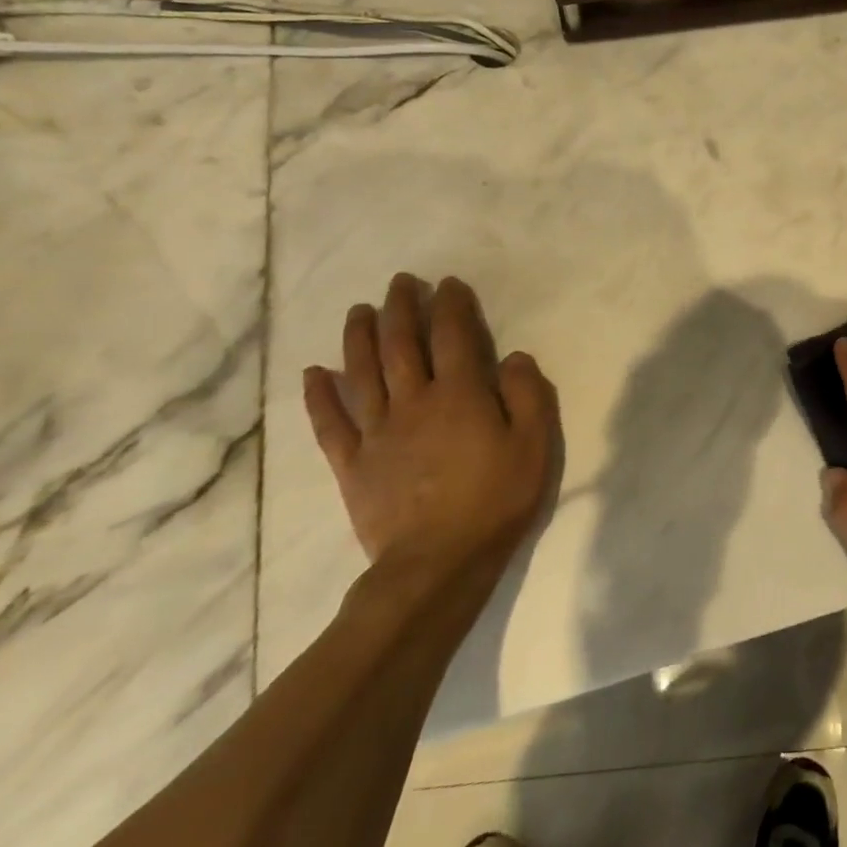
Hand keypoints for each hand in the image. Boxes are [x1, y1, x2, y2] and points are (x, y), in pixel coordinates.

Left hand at [302, 272, 558, 580]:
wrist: (437, 564)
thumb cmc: (495, 500)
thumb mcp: (534, 445)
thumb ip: (527, 394)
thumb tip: (513, 357)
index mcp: (460, 394)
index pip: (453, 335)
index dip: (450, 305)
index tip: (448, 284)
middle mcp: (414, 401)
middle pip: (401, 344)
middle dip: (401, 308)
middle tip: (400, 283)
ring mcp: (377, 432)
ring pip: (362, 372)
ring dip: (359, 337)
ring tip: (359, 310)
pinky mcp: (352, 464)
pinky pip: (330, 423)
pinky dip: (319, 396)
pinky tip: (312, 373)